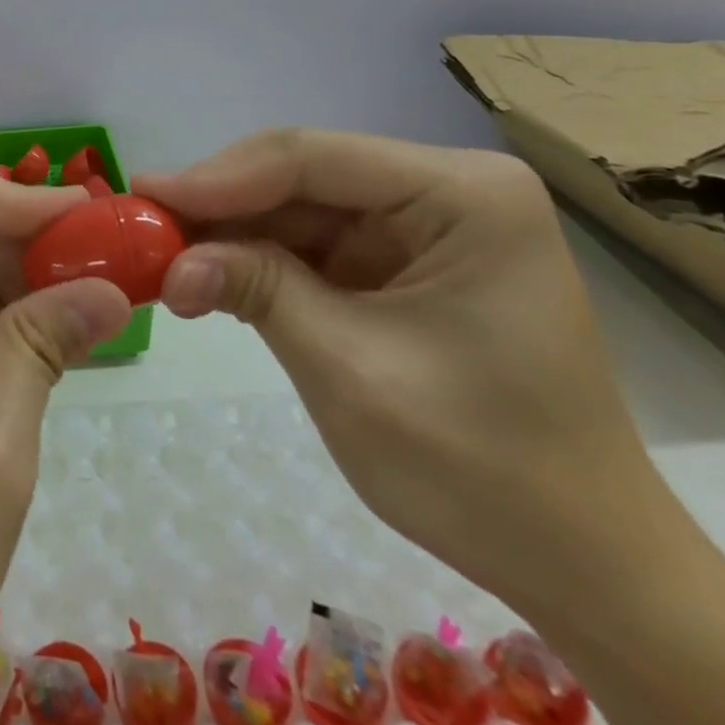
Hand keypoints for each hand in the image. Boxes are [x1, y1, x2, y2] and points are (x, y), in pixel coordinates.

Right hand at [140, 131, 724, 724]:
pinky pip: (312, 244)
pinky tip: (208, 277)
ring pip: (297, 207)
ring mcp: (422, 225)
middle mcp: (444, 191)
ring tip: (161, 258)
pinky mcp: (400, 262)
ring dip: (230, 235)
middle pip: (301, 176)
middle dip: (219, 206)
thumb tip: (169, 261)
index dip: (218, 175)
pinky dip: (257, 261)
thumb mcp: (352, 372)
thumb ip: (258, 291)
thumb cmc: (484, 471)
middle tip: (140, 230)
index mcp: (464, 195)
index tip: (143, 198)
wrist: (584, 567)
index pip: (313, 157)